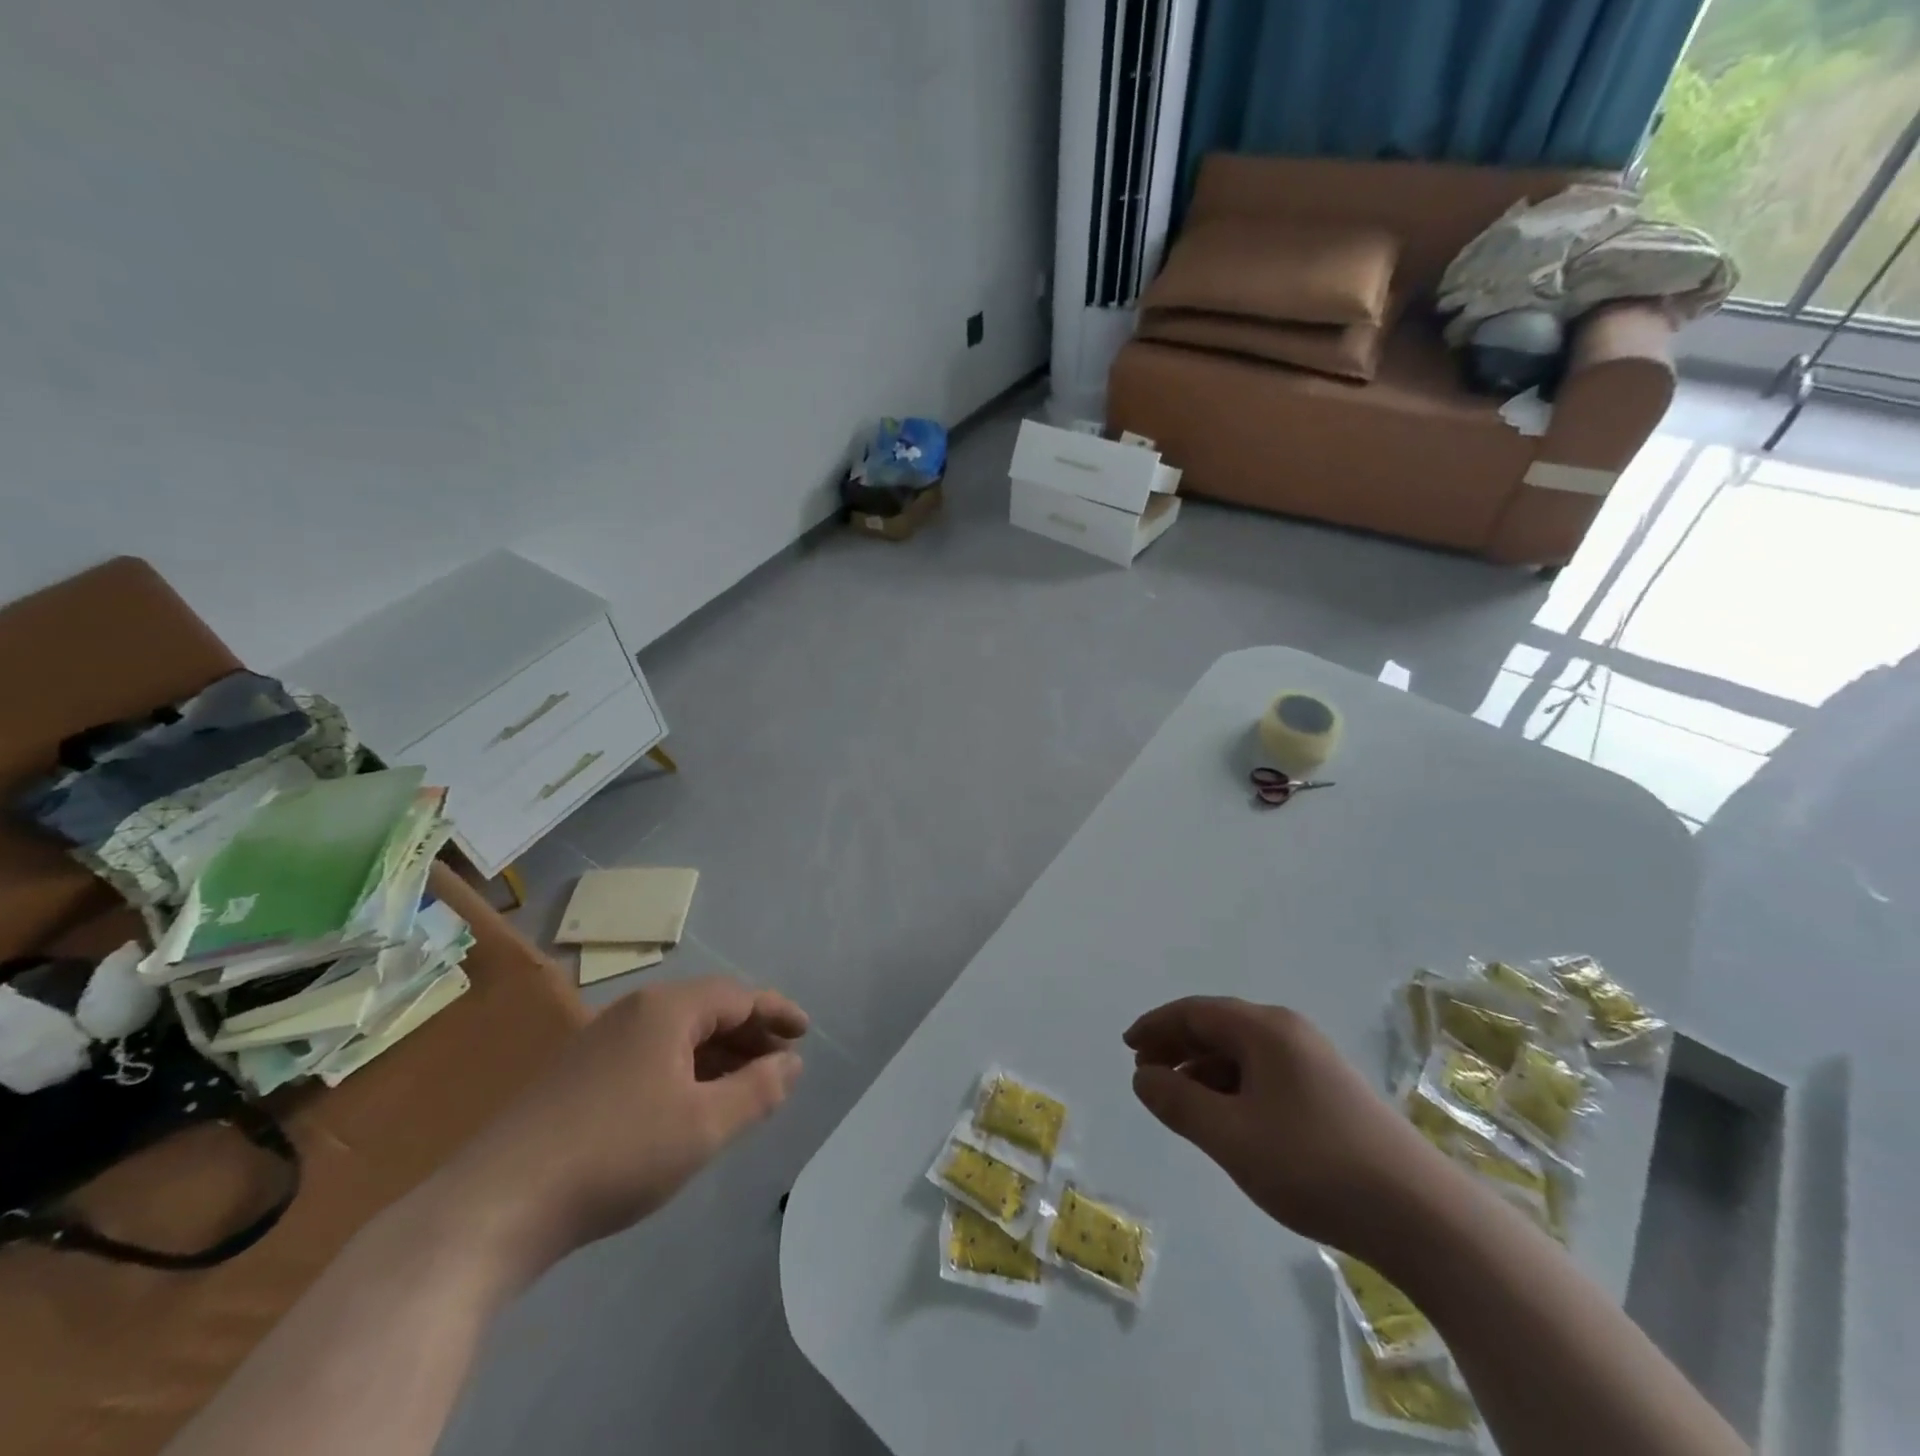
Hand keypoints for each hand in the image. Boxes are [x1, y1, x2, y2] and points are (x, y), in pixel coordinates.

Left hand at [444, 975, 807, 1266]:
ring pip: (677, 1034)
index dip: (777, 1012)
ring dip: (719, 1054)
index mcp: (667, 1009)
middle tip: (782, 1061)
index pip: (738, 995)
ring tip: (746, 1084)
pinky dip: (685, 1069)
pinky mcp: (578, 1075)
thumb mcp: (704, 1125)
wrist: (497, 1204)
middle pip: (708, 1009)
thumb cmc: (617, 1153)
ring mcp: (600, 1042)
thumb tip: (791, 1063)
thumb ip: (757, 1089)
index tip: (806, 1032)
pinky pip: (651, 1055)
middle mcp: (634, 1012)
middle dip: (750, 1033)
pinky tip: (690, 1103)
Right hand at [1124, 996, 1444, 1257]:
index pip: (1195, 1012)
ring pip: (1242, 1053)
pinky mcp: (1330, 1092)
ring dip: (1204, 1070)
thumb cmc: (1312, 1164)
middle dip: (1177, 1047)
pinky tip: (1226, 1119)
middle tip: (1146, 1075)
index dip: (1156, 1026)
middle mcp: (1289, 1032)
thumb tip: (1142, 1076)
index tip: (1127, 1048)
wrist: (1421, 1216)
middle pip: (1218, 1027)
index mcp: (1264, 1029)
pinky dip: (1233, 1087)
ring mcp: (1314, 1061)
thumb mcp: (1230, 1136)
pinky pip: (1264, 1074)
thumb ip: (1178, 1102)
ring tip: (1179, 1102)